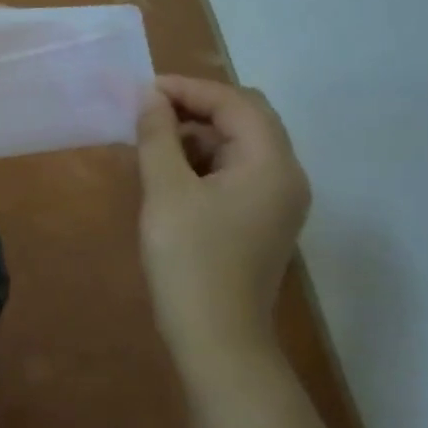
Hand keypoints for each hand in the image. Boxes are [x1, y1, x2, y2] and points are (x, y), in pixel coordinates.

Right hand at [136, 76, 310, 374]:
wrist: (216, 338)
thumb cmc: (189, 260)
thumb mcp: (165, 192)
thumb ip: (157, 137)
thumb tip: (149, 97)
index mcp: (271, 164)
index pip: (236, 103)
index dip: (189, 89)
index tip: (143, 91)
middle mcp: (285, 176)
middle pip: (245, 120)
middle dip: (195, 108)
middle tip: (147, 112)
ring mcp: (275, 201)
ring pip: (238, 147)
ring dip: (197, 135)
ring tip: (150, 142)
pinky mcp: (260, 221)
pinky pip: (234, 174)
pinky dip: (202, 163)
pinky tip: (168, 173)